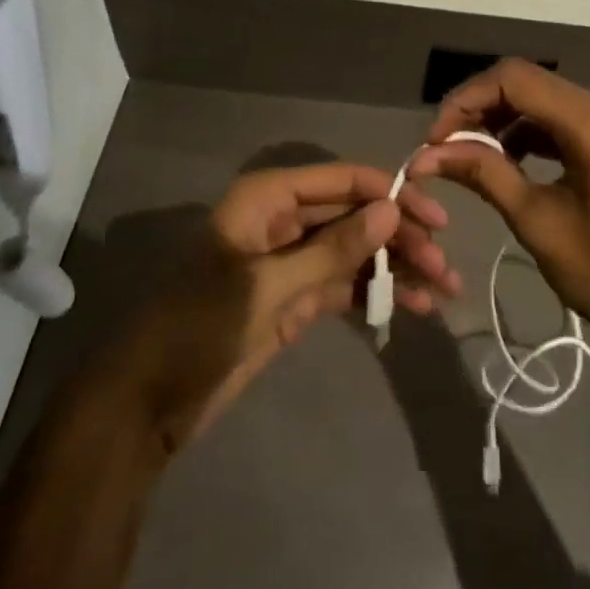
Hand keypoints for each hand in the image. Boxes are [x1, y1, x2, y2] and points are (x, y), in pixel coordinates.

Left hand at [120, 163, 458, 451]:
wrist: (145, 407)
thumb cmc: (197, 329)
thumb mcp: (267, 288)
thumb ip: (331, 250)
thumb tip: (389, 212)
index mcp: (270, 199)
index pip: (343, 181)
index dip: (391, 195)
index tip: (435, 220)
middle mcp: (284, 220)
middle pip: (354, 216)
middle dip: (400, 238)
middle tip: (444, 268)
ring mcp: (290, 261)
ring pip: (354, 252)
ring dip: (395, 268)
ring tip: (440, 292)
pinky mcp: (294, 299)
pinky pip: (343, 285)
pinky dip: (374, 293)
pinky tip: (410, 307)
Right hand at [409, 60, 589, 371]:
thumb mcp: (536, 221)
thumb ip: (483, 173)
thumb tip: (428, 154)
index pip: (515, 79)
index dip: (467, 100)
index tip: (436, 138)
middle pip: (528, 82)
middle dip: (479, 108)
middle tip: (445, 146)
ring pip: (542, 99)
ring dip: (501, 119)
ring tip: (468, 155)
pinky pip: (561, 119)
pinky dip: (527, 132)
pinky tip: (504, 160)